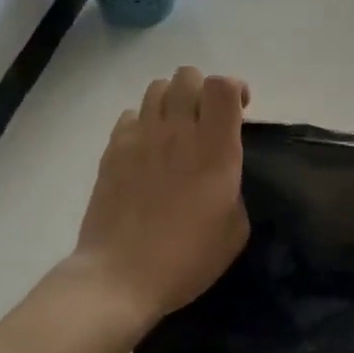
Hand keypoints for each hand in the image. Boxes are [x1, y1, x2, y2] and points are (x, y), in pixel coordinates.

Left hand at [71, 67, 249, 326]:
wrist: (121, 277)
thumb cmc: (187, 258)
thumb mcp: (235, 228)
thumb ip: (234, 186)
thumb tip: (222, 173)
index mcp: (215, 149)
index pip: (222, 86)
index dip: (234, 88)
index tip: (240, 110)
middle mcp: (178, 132)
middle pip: (188, 75)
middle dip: (203, 89)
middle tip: (207, 119)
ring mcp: (141, 138)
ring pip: (157, 87)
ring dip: (173, 100)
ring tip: (176, 128)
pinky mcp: (112, 150)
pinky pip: (131, 115)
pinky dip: (144, 122)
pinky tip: (148, 149)